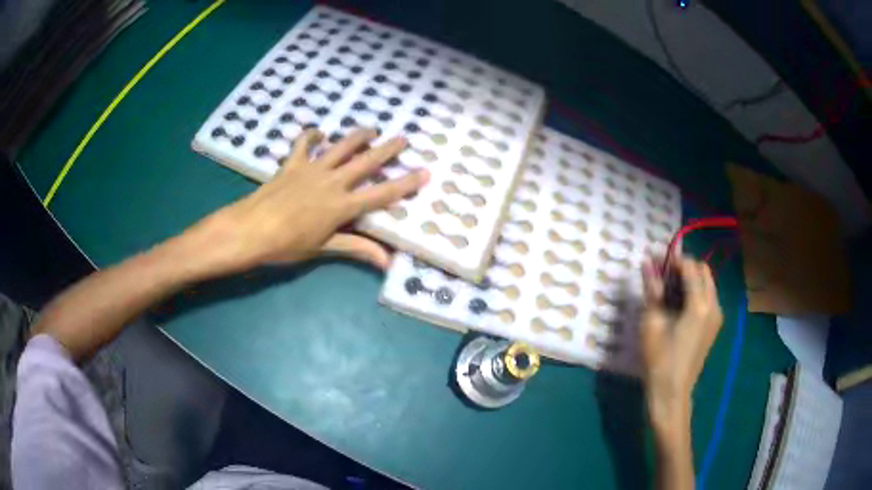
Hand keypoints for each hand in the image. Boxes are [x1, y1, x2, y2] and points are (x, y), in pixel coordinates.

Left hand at [187, 128, 428, 275]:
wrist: (251, 230)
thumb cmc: (287, 245)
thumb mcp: (324, 248)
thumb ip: (357, 248)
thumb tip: (387, 262)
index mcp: (342, 205)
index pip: (381, 194)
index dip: (405, 184)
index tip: (425, 172)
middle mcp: (332, 182)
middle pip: (365, 162)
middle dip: (387, 150)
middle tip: (403, 139)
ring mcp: (312, 169)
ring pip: (340, 147)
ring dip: (358, 136)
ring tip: (371, 129)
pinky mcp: (292, 164)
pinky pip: (303, 144)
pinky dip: (311, 135)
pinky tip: (319, 132)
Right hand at [640, 255, 722, 425]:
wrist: (672, 392)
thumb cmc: (659, 359)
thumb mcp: (652, 323)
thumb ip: (653, 289)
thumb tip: (646, 262)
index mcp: (700, 305)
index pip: (690, 267)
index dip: (672, 259)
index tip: (655, 260)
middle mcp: (714, 305)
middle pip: (703, 271)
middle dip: (683, 267)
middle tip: (662, 275)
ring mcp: (716, 316)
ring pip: (706, 283)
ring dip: (689, 279)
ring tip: (667, 289)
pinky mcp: (714, 325)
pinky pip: (707, 297)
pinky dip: (694, 292)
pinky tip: (677, 304)